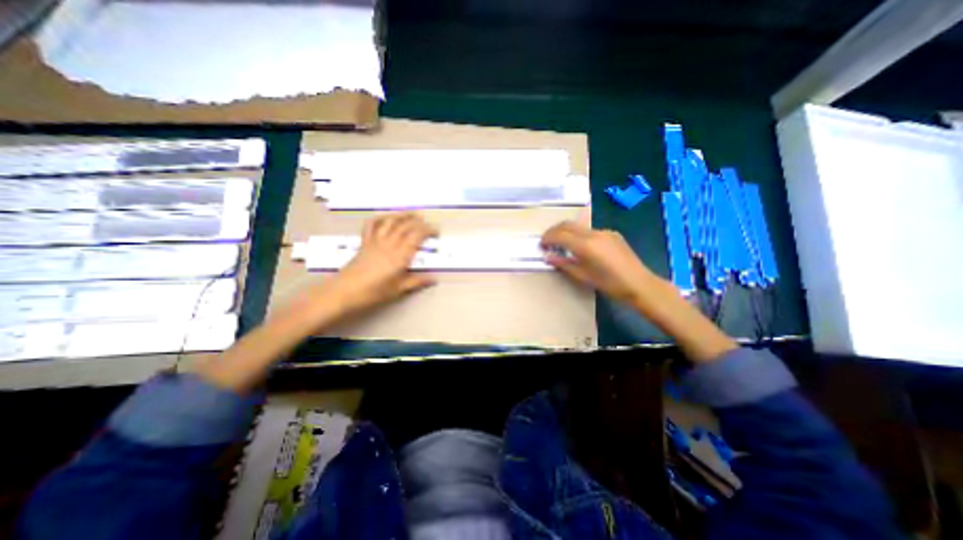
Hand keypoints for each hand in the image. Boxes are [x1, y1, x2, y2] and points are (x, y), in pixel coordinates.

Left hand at [322, 213, 437, 318]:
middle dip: (418, 222)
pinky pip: (371, 225)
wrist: (344, 292)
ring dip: (402, 215)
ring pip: (390, 222)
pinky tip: (386, 218)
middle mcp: (389, 244)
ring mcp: (375, 241)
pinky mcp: (365, 242)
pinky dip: (380, 218)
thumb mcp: (398, 289)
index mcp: (399, 256)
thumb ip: (416, 281)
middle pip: (405, 226)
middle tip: (428, 223)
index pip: (416, 236)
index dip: (427, 230)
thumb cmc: (373, 292)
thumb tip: (434, 279)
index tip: (436, 231)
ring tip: (412, 214)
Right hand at [538, 219, 659, 303]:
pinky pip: (590, 230)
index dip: (547, 238)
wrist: (639, 283)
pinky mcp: (612, 233)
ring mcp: (604, 231)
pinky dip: (579, 235)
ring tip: (561, 243)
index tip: (541, 244)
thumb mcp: (582, 276)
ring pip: (579, 226)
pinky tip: (581, 246)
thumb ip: (563, 263)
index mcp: (585, 245)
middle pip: (567, 224)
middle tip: (547, 240)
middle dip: (554, 230)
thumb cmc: (609, 284)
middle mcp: (593, 233)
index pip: (559, 235)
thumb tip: (547, 256)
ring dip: (566, 231)